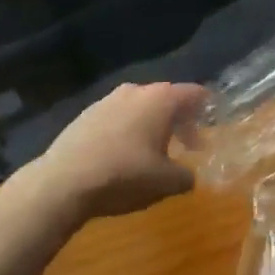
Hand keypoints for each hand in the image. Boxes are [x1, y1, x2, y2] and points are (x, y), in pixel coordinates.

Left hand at [26, 82, 204, 220]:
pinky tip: (122, 155)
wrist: (61, 184)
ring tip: (152, 152)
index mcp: (162, 99)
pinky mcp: (85, 115)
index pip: (195, 94)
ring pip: (140, 107)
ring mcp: (107, 100)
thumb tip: (189, 176)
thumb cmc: (124, 175)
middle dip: (180, 120)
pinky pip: (117, 117)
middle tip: (187, 145)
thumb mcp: (166, 183)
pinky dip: (127, 131)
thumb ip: (186, 176)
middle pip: (167, 99)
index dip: (208, 109)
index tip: (213, 125)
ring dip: (151, 125)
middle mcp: (136, 91)